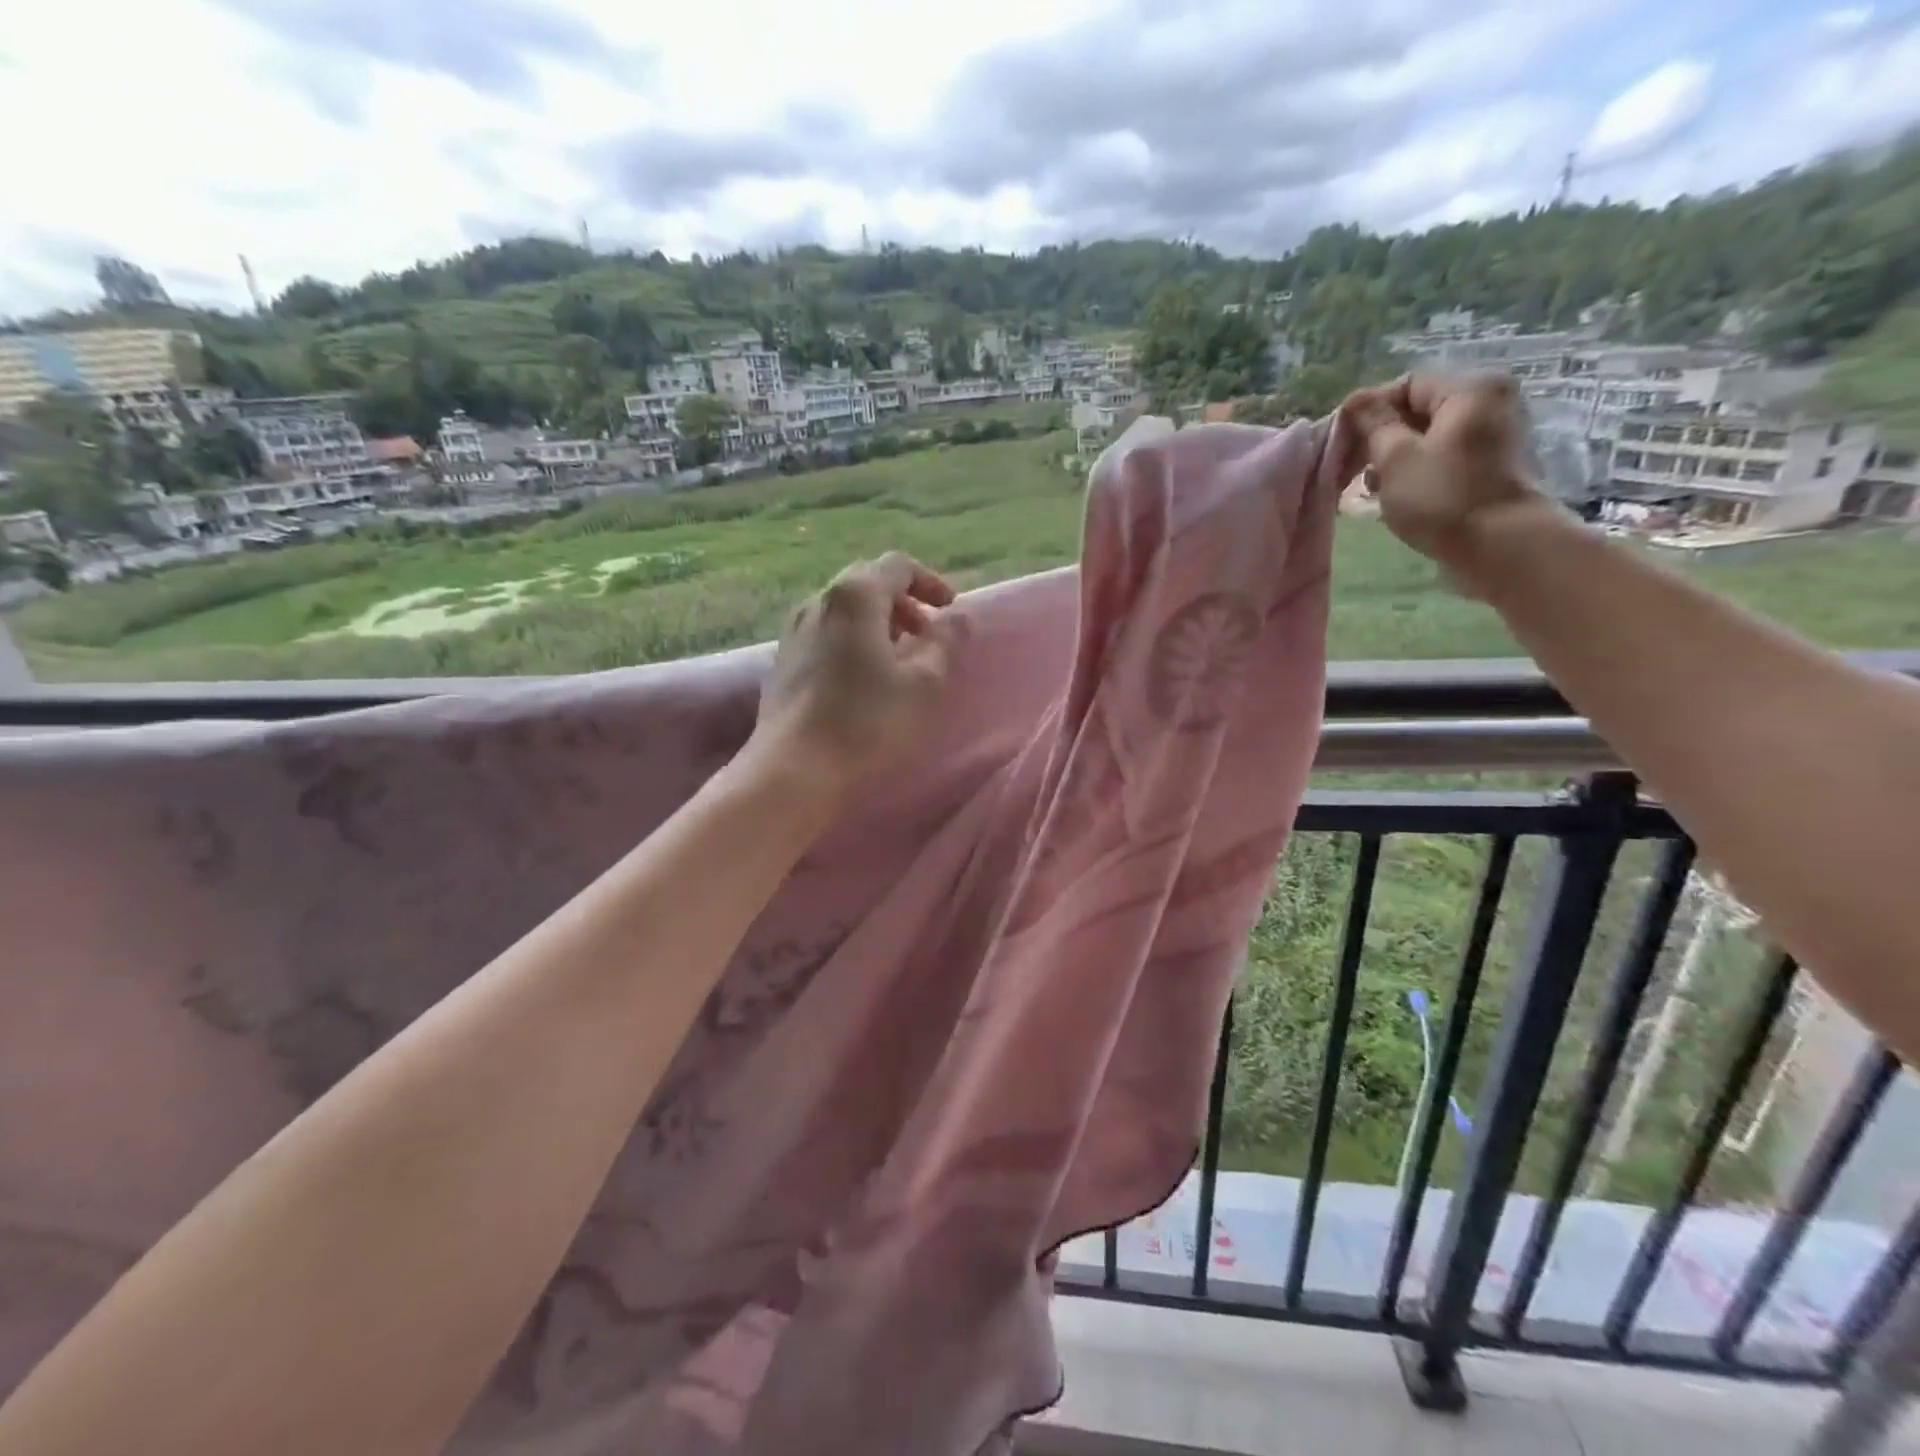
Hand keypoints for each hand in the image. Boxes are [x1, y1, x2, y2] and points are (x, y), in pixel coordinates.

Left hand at [749, 552, 955, 794]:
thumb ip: (945, 643)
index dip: (930, 583)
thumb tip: (958, 617)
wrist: (793, 768)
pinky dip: (852, 638)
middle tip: (925, 634)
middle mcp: (818, 600)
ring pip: (843, 608)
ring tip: (897, 657)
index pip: (897, 567)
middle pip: (867, 582)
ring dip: (876, 621)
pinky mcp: (782, 659)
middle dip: (902, 602)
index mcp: (854, 595)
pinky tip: (862, 676)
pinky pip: (825, 632)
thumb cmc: (866, 722)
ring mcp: (794, 629)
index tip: (949, 611)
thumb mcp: (922, 683)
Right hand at [1340, 373, 1549, 571]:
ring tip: (1376, 489)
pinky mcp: (1492, 466)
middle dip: (1383, 438)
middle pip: (1421, 410)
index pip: (1408, 385)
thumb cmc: (1441, 496)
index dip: (1371, 411)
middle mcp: (1489, 403)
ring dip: (1397, 459)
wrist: (1500, 545)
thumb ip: (1373, 424)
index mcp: (1470, 390)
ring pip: (1431, 436)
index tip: (1345, 443)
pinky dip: (1419, 471)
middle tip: (1357, 471)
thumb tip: (1356, 400)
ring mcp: (1495, 436)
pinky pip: (1446, 457)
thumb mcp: (1395, 458)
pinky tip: (1401, 496)